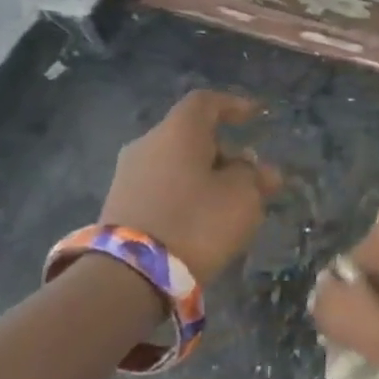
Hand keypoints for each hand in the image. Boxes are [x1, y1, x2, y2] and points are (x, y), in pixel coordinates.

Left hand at [100, 91, 283, 283]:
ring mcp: (129, 176)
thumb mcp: (243, 196)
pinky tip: (208, 216)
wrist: (131, 275)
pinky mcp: (121, 206)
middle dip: (227, 152)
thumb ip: (255, 176)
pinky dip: (189, 194)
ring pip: (178, 164)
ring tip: (236, 201)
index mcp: (177, 132)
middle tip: (255, 175)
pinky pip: (165, 188)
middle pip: (192, 136)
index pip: (205, 102)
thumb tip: (257, 169)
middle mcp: (147, 145)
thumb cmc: (198, 221)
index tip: (257, 116)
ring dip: (209, 175)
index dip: (234, 105)